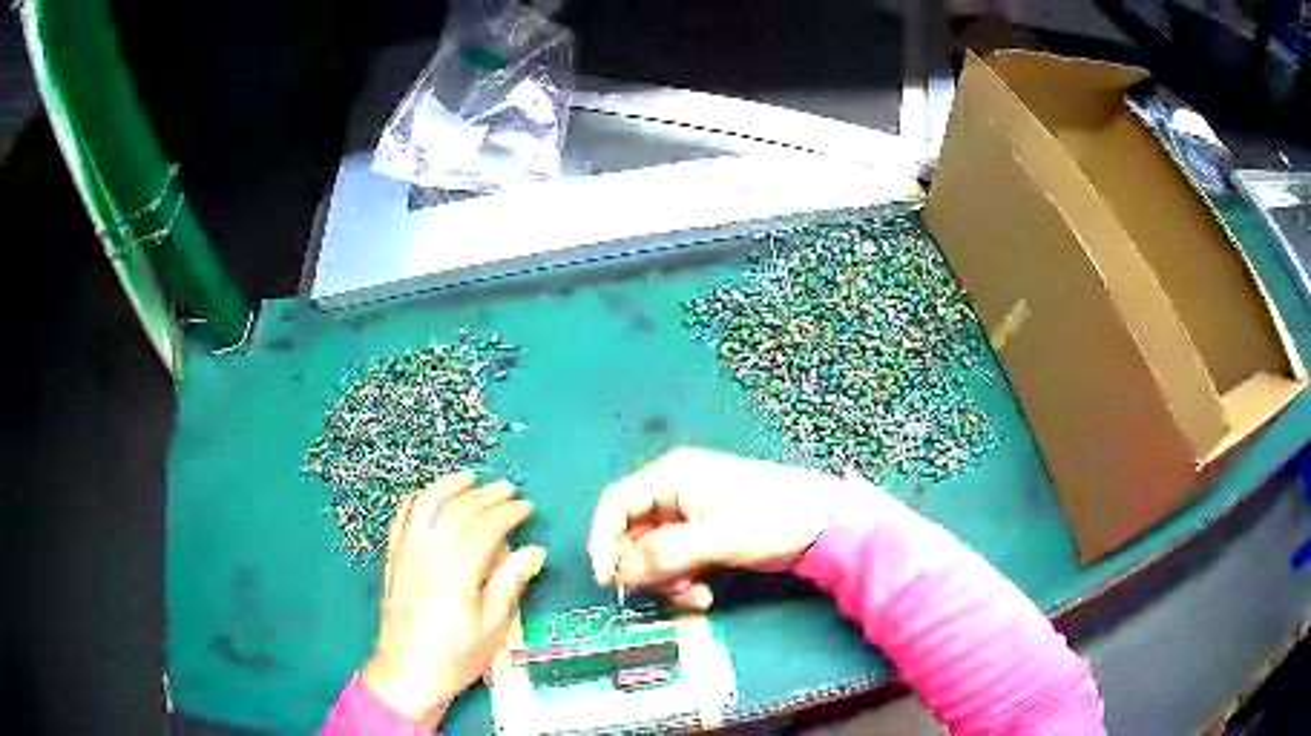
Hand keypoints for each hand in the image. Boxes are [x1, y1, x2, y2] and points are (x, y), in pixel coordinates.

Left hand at [363, 471, 545, 727]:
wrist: (407, 670)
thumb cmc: (456, 654)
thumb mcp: (493, 626)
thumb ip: (511, 583)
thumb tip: (534, 550)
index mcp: (458, 569)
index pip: (487, 526)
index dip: (509, 512)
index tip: (527, 507)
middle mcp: (429, 551)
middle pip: (458, 509)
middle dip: (486, 494)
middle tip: (508, 489)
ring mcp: (406, 550)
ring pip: (426, 503)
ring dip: (449, 485)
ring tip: (469, 477)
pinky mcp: (392, 556)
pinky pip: (402, 515)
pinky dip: (418, 499)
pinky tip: (429, 496)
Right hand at [588, 447, 842, 609]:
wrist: (826, 525)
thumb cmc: (772, 519)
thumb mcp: (718, 537)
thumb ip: (666, 554)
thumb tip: (622, 574)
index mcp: (672, 477)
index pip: (616, 503)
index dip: (603, 541)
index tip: (607, 579)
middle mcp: (674, 492)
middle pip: (633, 534)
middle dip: (645, 569)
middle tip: (668, 591)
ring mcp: (690, 515)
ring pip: (653, 553)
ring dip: (667, 580)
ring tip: (695, 595)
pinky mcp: (705, 535)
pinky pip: (676, 561)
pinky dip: (683, 581)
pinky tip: (704, 594)